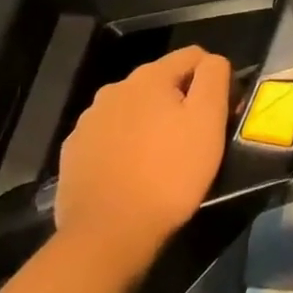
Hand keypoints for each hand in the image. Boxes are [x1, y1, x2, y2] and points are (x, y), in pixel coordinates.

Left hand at [54, 45, 229, 264]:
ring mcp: (89, 121)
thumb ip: (214, 77)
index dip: (213, 80)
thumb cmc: (169, 174)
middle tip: (194, 140)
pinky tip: (132, 173)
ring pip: (134, 109)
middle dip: (180, 101)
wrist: (107, 236)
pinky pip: (110, 136)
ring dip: (151, 123)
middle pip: (162, 82)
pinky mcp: (73, 153)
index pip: (194, 56)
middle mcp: (115, 88)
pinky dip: (124, 146)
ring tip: (162, 159)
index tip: (219, 114)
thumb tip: (212, 62)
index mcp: (150, 76)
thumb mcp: (208, 120)